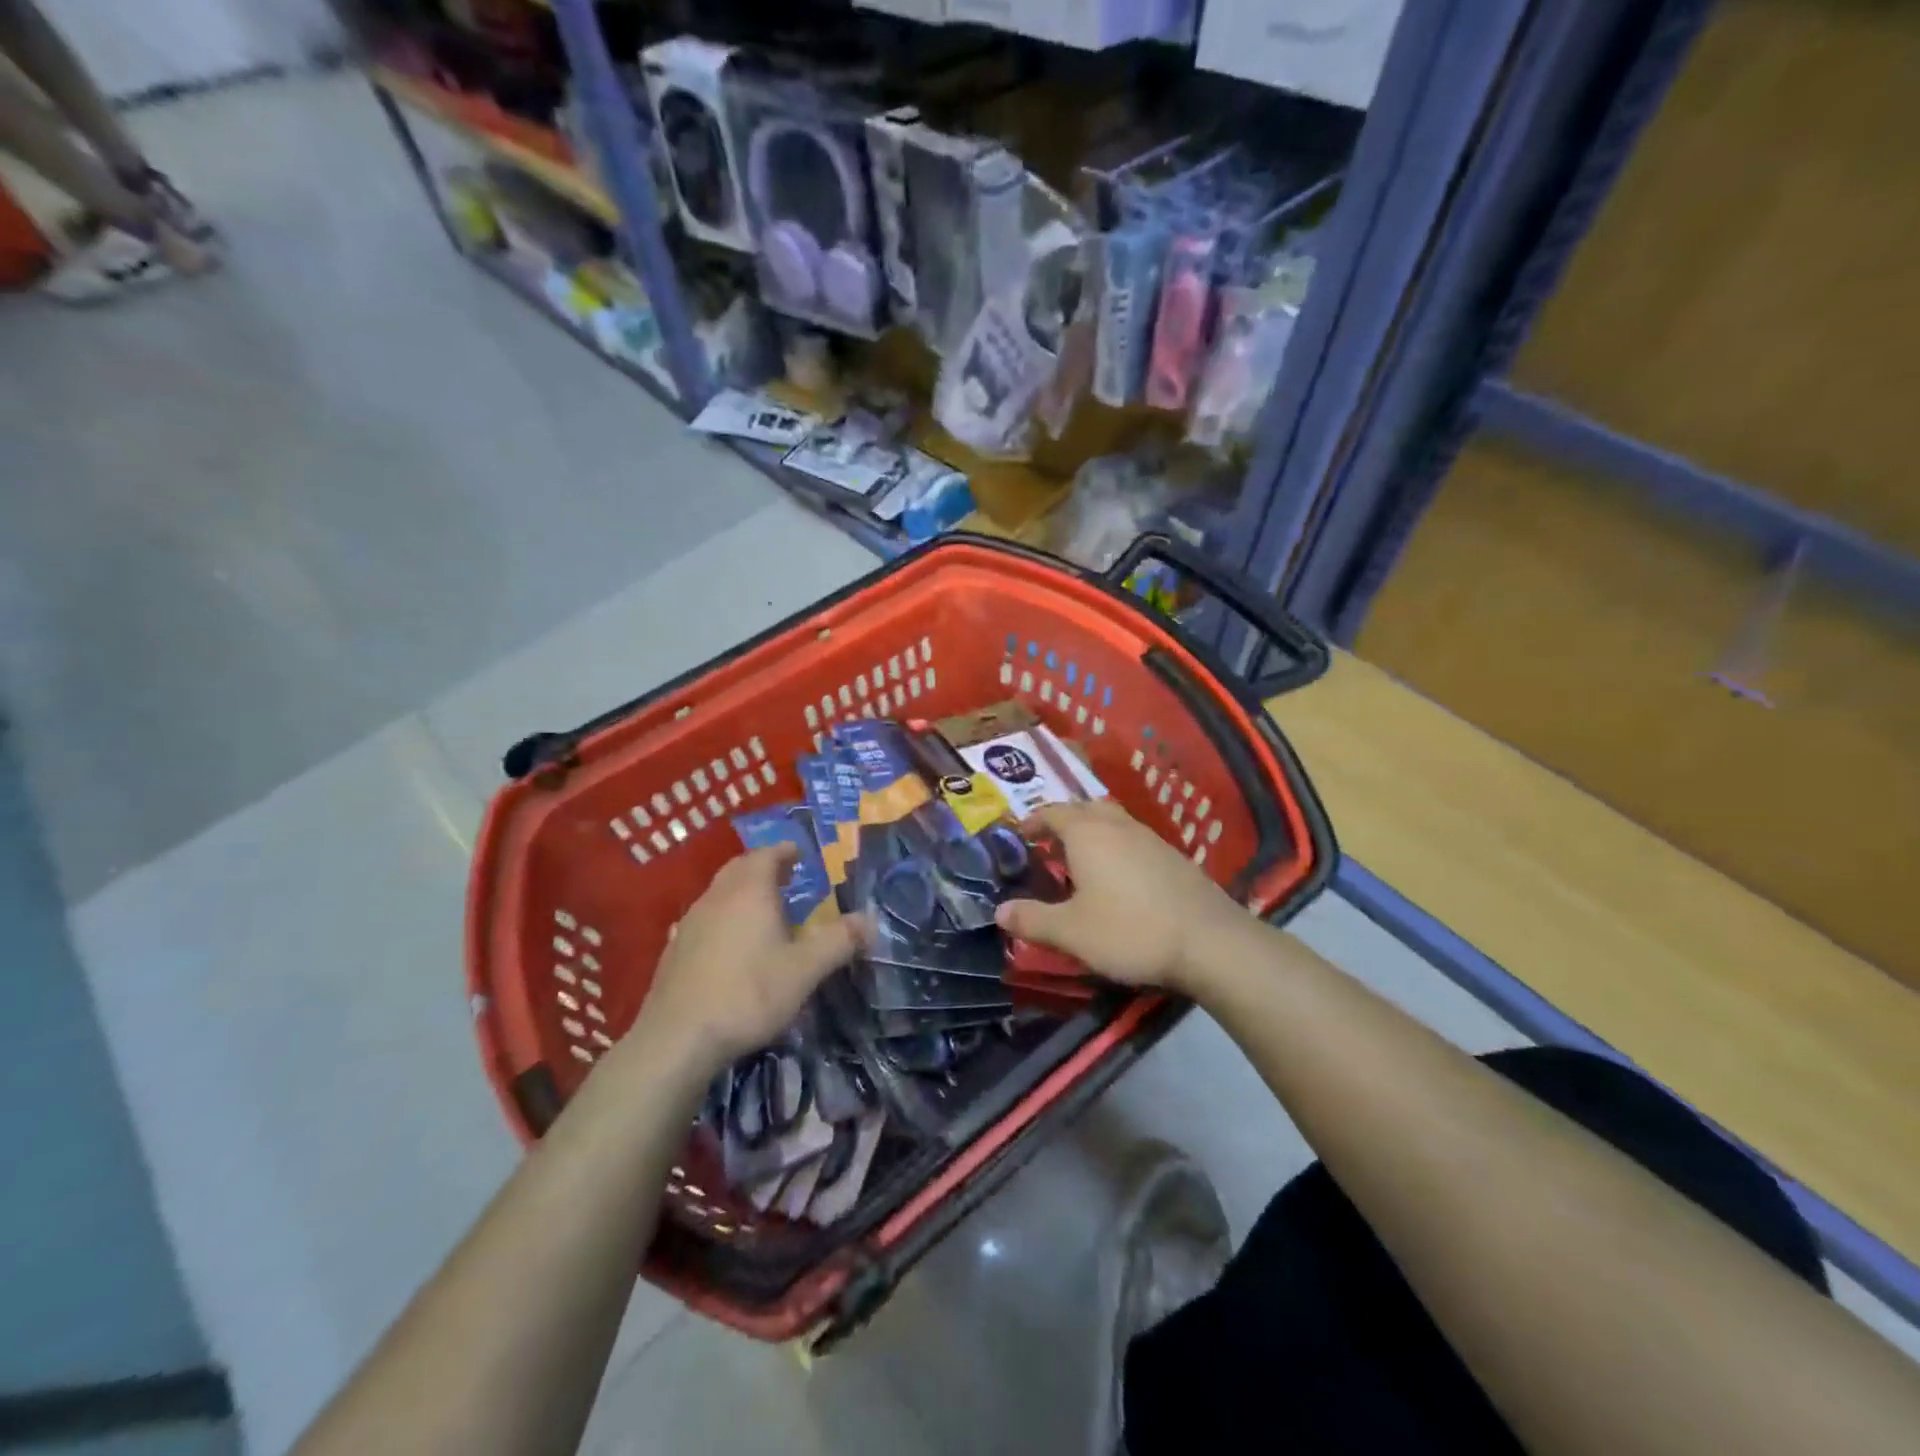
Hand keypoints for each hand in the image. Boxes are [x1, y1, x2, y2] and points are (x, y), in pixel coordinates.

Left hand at [628, 847, 859, 1075]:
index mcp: (749, 892)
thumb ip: (839, 941)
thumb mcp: (805, 970)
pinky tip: (731, 943)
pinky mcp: (674, 950)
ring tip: (763, 908)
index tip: (800, 853)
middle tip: (785, 874)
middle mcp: (717, 897)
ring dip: (742, 891)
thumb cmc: (749, 994)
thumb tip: (870, 920)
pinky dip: (724, 917)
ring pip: (719, 893)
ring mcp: (690, 923)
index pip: (767, 855)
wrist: (678, 1039)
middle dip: (763, 866)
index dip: (785, 851)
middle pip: (739, 868)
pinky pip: (705, 918)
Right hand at [994, 801, 1243, 993]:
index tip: (1019, 835)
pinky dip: (1117, 848)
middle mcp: (1118, 825)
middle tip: (1049, 845)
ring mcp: (1150, 838)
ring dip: (1093, 833)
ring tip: (1081, 862)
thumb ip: (1033, 919)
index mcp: (1087, 833)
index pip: (1052, 812)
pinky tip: (1119, 879)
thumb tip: (1000, 912)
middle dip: (1064, 821)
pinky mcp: (1174, 857)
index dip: (1033, 821)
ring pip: (1113, 822)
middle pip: (1085, 808)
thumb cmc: (1129, 930)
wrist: (1209, 941)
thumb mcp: (1071, 932)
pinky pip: (1134, 840)